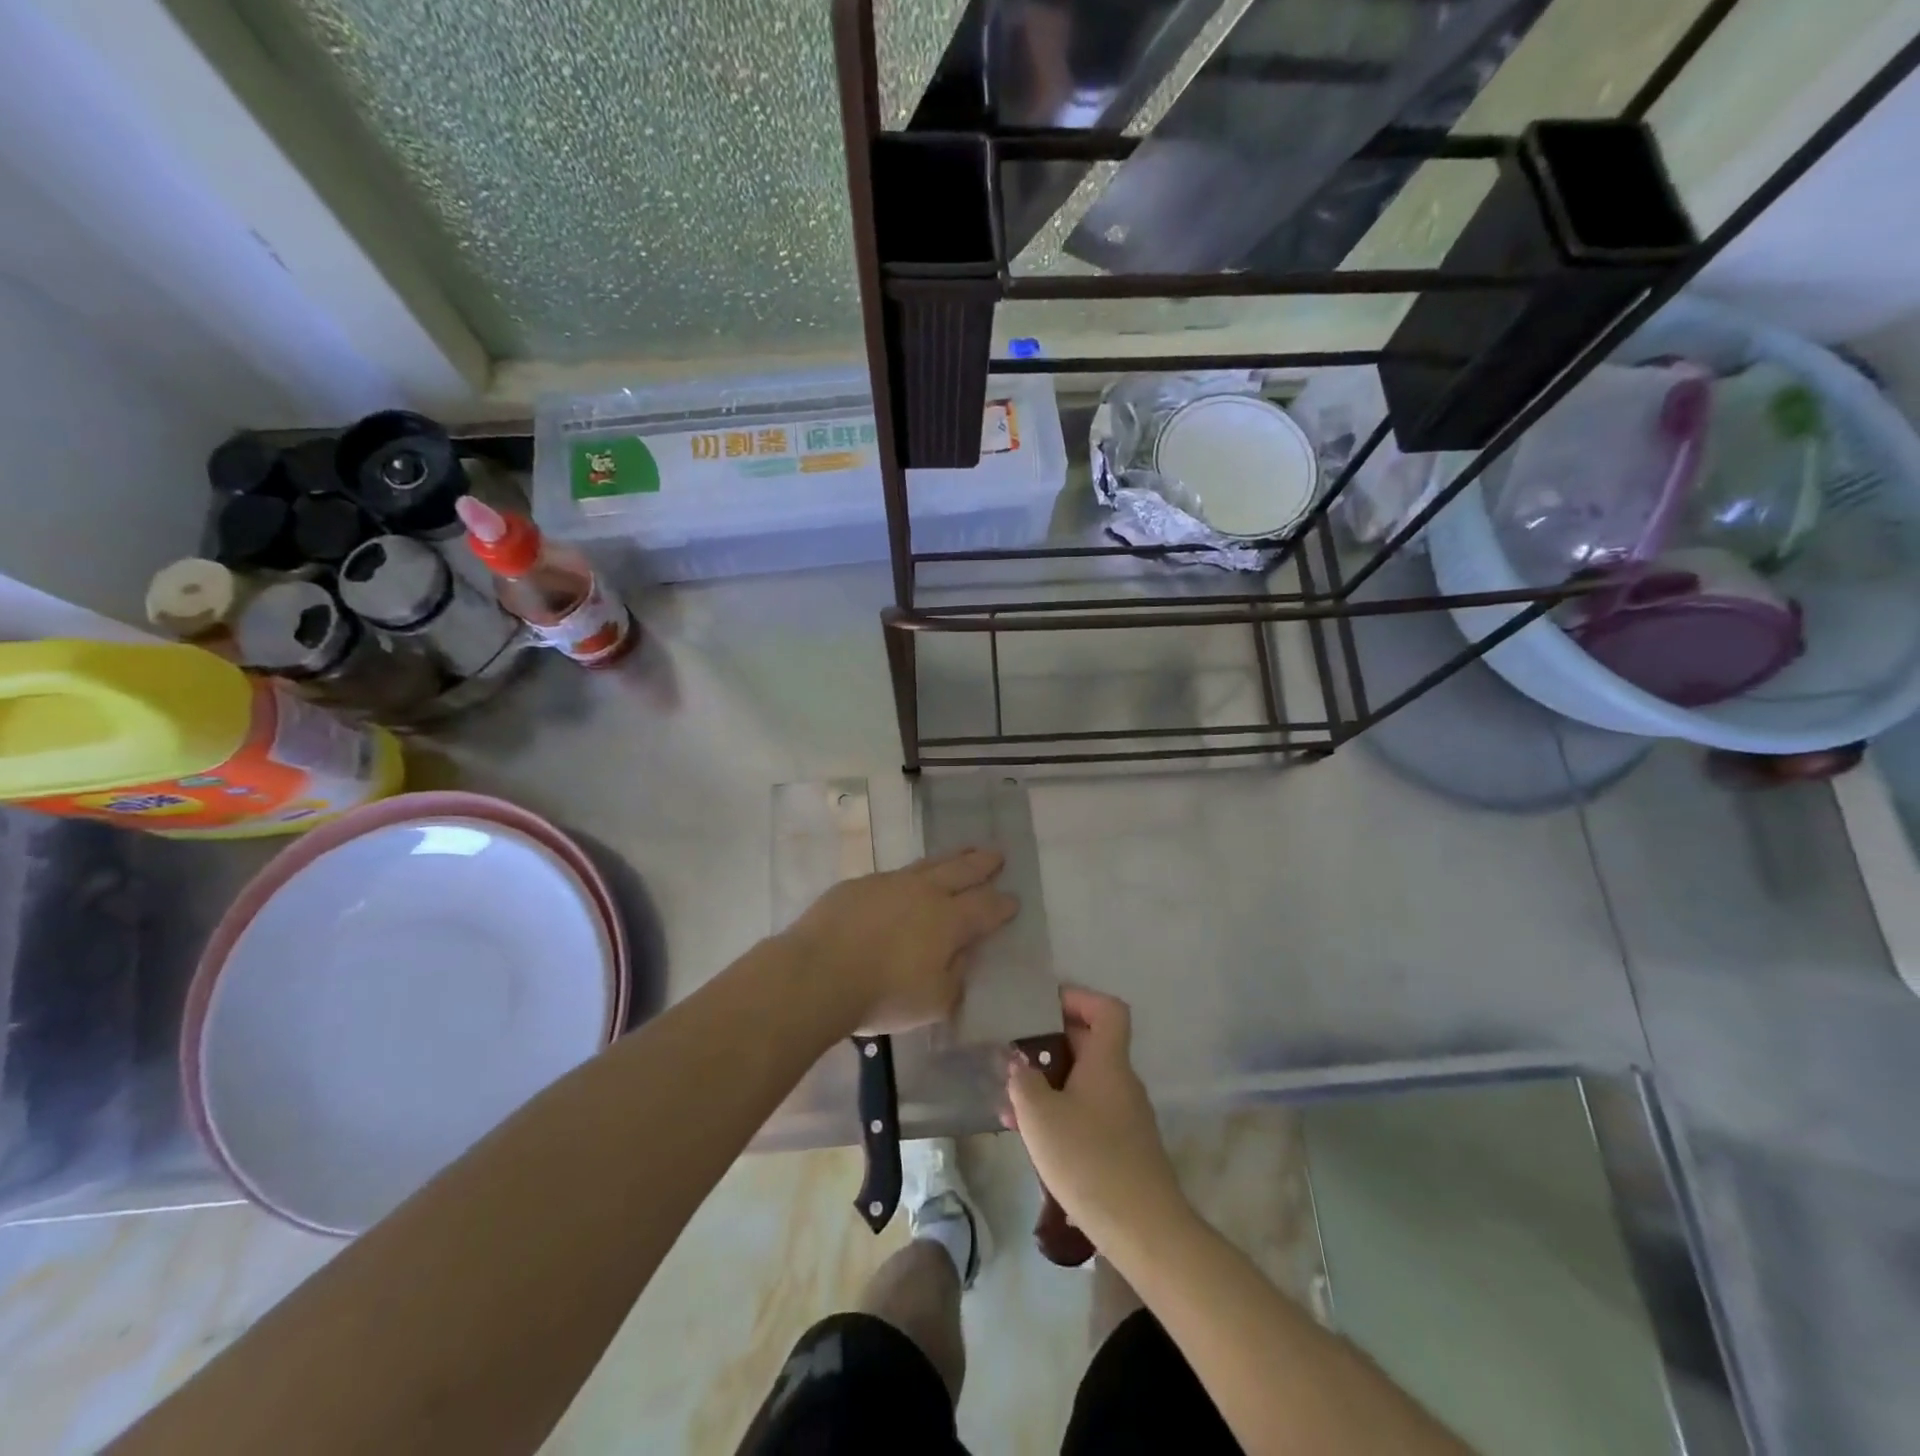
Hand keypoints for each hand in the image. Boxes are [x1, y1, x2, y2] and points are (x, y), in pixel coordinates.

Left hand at [780, 849, 1018, 1034]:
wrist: (817, 973)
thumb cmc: (883, 995)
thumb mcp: (934, 1002)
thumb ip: (955, 978)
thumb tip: (960, 958)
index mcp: (949, 921)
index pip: (985, 908)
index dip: (1002, 905)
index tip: (1014, 900)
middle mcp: (924, 893)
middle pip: (961, 872)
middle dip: (982, 864)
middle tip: (997, 854)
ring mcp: (890, 883)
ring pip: (928, 864)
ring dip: (951, 857)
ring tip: (964, 851)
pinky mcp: (859, 885)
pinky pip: (894, 875)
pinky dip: (910, 875)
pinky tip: (907, 880)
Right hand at [1002, 987, 1186, 1249]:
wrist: (1144, 1230)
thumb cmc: (1089, 1160)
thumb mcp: (1040, 1116)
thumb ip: (1023, 1082)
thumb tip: (1019, 1064)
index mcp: (1108, 1061)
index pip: (1106, 1009)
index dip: (1078, 998)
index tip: (1043, 1007)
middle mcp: (1121, 1080)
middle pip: (1089, 1044)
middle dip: (1049, 1046)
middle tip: (1013, 1057)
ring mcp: (1125, 1115)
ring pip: (1084, 1082)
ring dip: (1049, 1085)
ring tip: (1011, 1105)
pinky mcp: (1123, 1147)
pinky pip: (1088, 1113)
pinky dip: (1061, 1114)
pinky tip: (1033, 1140)